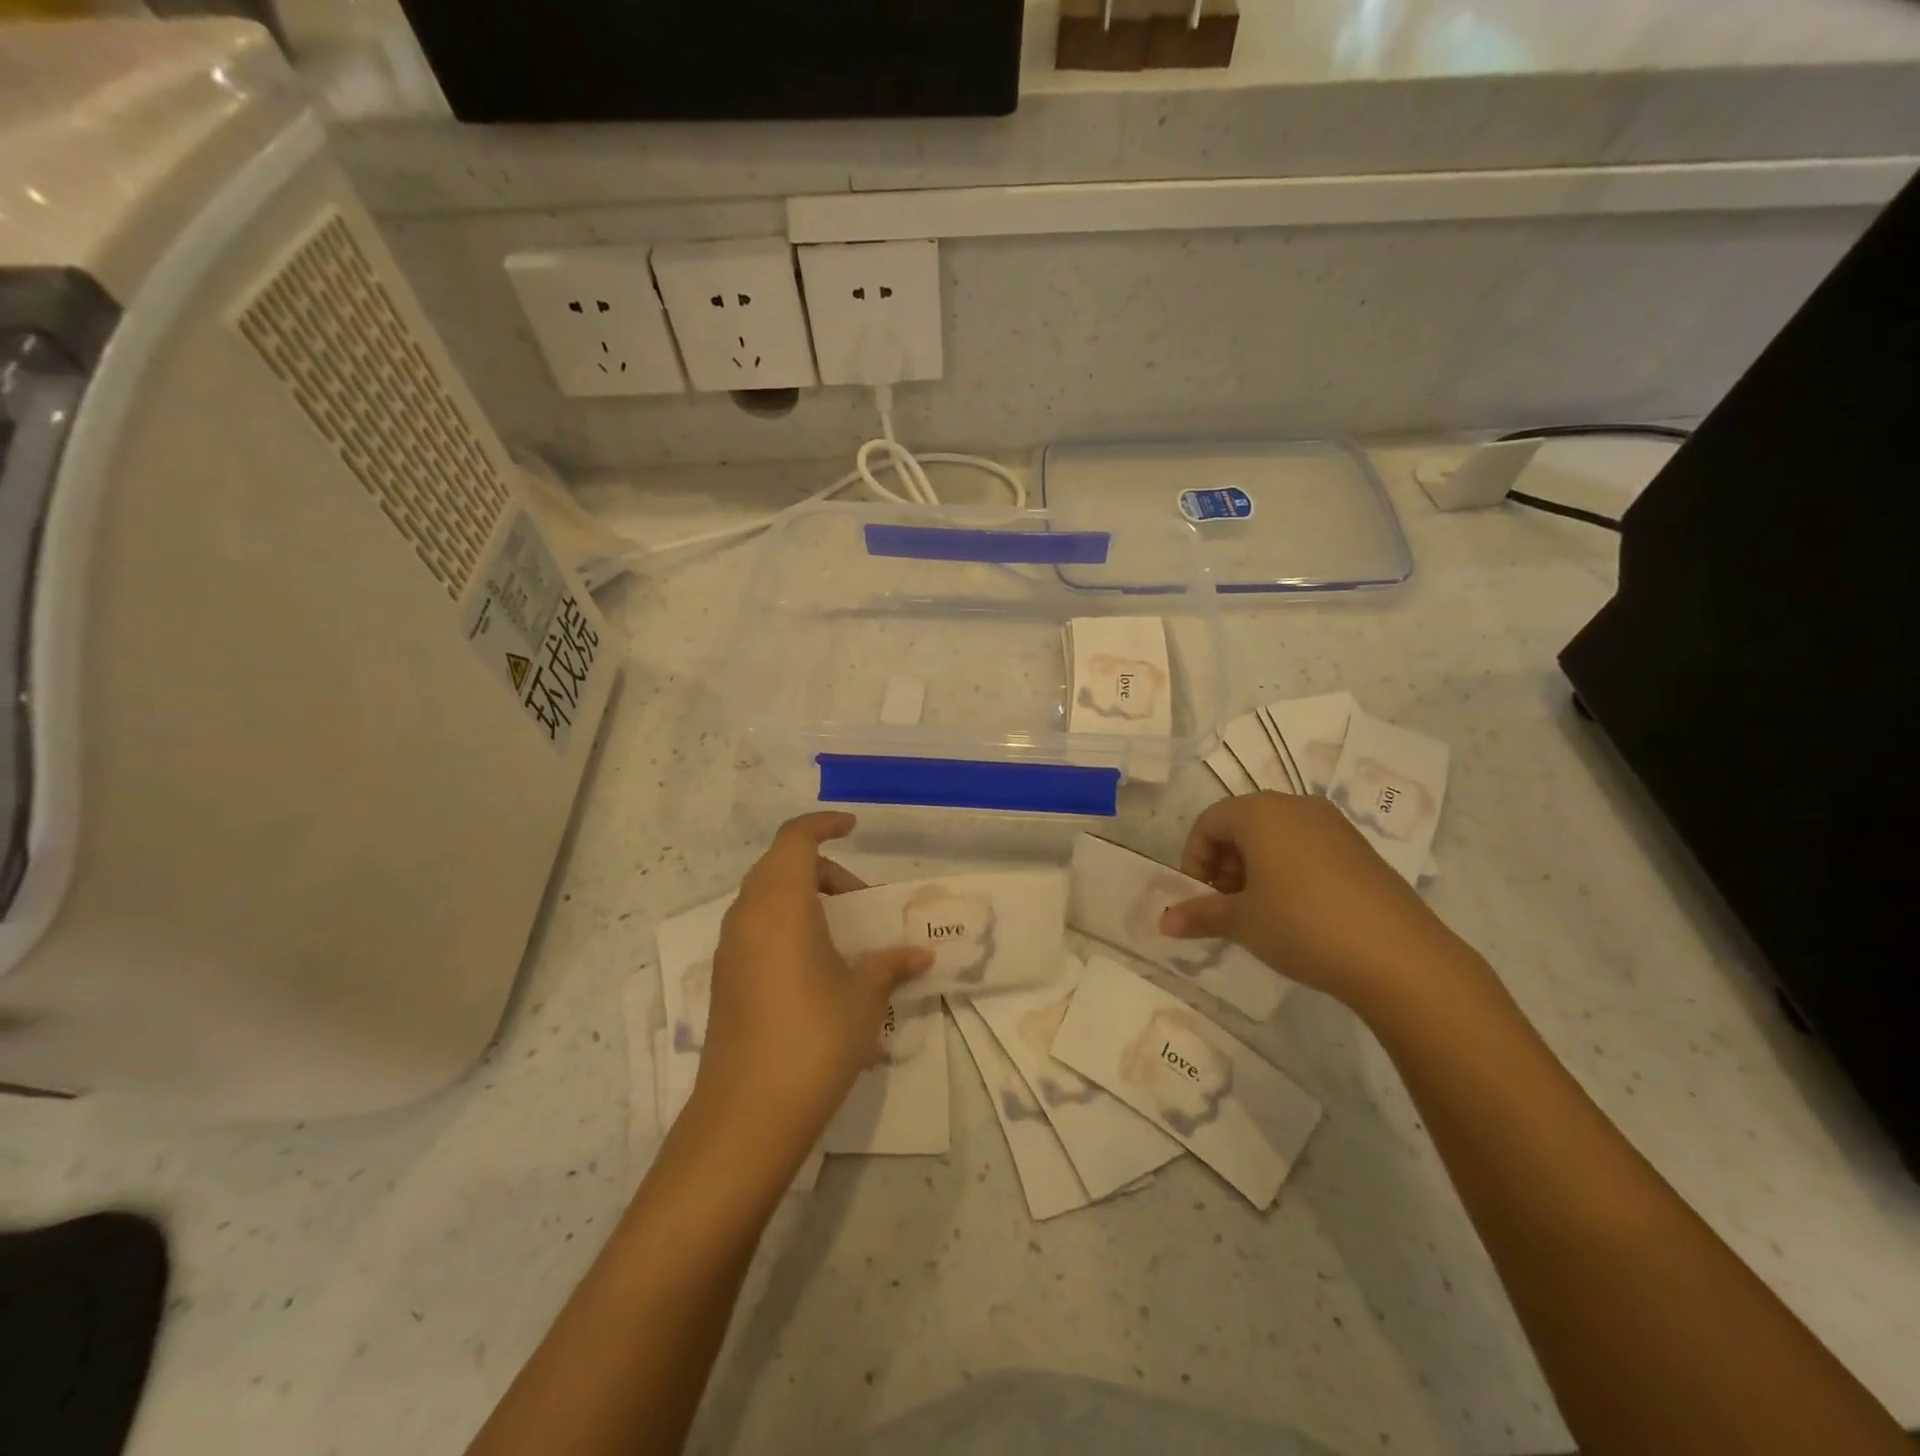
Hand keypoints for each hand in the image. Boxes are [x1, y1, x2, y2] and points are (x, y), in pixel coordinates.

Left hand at [691, 813, 929, 1167]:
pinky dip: (787, 925)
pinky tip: (816, 966)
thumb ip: (891, 964)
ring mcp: (730, 948)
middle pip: (780, 865)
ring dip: (804, 898)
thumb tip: (920, 954)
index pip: (795, 838)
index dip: (823, 824)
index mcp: (780, 903)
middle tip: (861, 901)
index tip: (853, 828)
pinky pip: (757, 928)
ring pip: (766, 898)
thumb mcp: (864, 996)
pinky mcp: (725, 979)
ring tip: (843, 934)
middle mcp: (748, 916)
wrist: (748, 1113)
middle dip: (823, 870)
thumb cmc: (814, 1037)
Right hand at [1158, 792, 1477, 1008]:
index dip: (1194, 860)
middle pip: (1242, 825)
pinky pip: (1307, 848)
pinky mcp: (1359, 849)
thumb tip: (1163, 922)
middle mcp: (1296, 806)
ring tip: (1260, 912)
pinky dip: (1288, 871)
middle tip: (1226, 905)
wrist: (1398, 956)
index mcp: (1260, 812)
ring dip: (1255, 868)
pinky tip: (1298, 912)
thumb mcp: (1242, 922)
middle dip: (1224, 864)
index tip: (1199, 898)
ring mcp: (1333, 825)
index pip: (1209, 822)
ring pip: (1276, 836)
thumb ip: (1200, 915)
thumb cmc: (1302, 925)